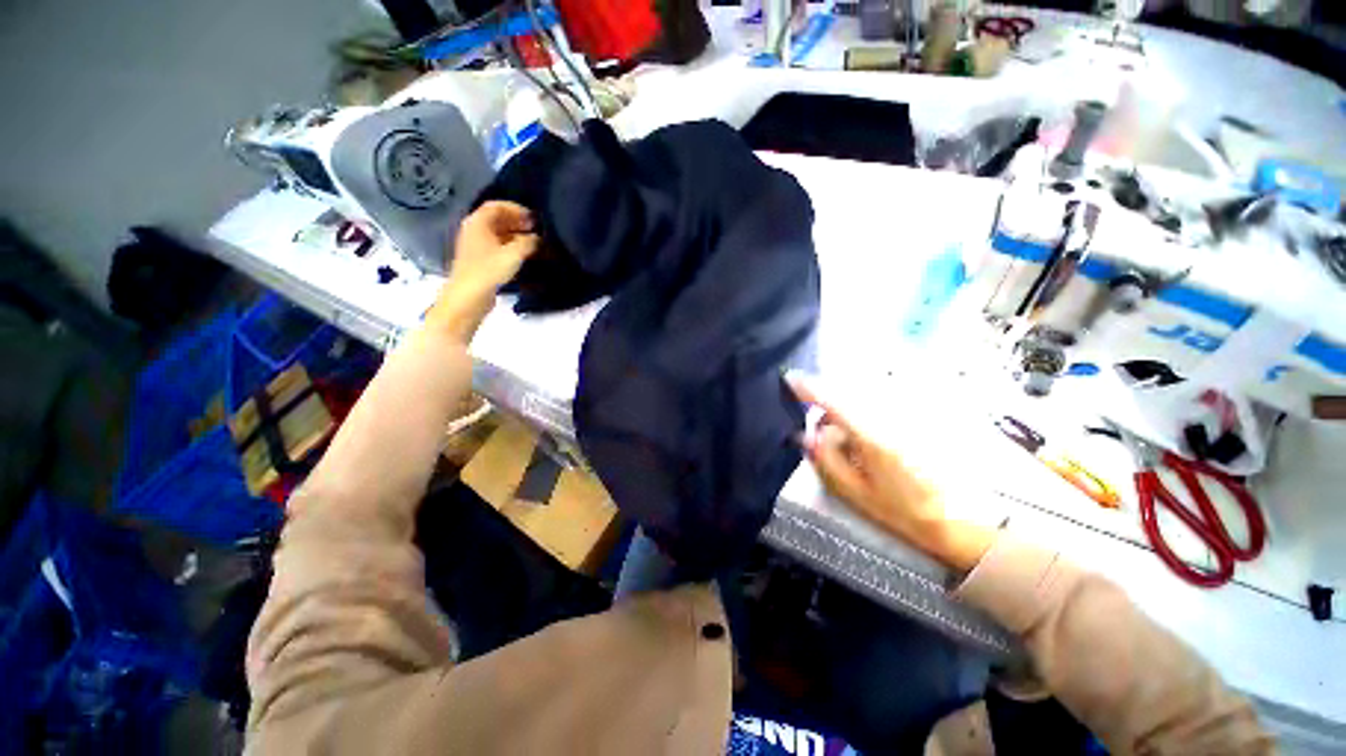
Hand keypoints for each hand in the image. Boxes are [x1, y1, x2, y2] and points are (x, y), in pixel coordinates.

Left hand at [428, 201, 538, 342]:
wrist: (469, 297)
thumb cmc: (489, 271)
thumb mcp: (514, 254)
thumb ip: (528, 243)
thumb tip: (537, 238)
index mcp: (478, 222)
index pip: (497, 206)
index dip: (516, 209)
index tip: (534, 218)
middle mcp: (474, 230)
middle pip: (497, 219)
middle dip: (517, 222)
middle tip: (536, 230)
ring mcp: (476, 246)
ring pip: (497, 234)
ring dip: (515, 235)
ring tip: (534, 244)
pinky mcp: (479, 260)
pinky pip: (497, 246)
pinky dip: (511, 247)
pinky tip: (523, 256)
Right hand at [786, 373, 995, 572]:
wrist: (957, 518)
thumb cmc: (902, 510)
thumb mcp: (855, 492)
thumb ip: (826, 460)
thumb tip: (806, 434)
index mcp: (872, 436)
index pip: (833, 400)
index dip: (809, 388)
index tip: (790, 378)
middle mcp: (889, 417)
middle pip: (846, 395)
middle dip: (826, 406)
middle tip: (821, 432)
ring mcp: (904, 415)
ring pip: (862, 399)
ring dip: (845, 412)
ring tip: (846, 441)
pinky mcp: (914, 418)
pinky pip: (878, 405)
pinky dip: (862, 414)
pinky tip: (866, 440)